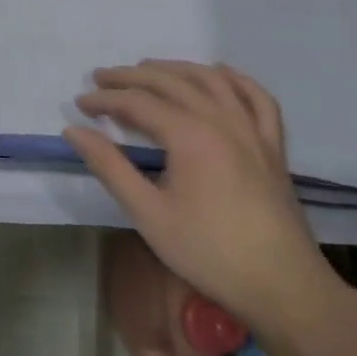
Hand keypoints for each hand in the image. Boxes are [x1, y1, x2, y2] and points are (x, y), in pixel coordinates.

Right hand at [66, 61, 340, 332]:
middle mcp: (221, 120)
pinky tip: (218, 74)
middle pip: (170, 82)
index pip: (137, 102)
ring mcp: (252, 130)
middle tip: (100, 77)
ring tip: (147, 68)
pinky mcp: (272, 146)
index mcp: (190, 135)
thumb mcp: (148, 214)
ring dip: (175, 68)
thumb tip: (74, 131)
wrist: (283, 287)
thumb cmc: (209, 252)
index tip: (80, 104)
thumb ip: (110, 167)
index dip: (105, 99)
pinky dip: (234, 79)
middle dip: (131, 76)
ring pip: (211, 80)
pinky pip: (256, 98)